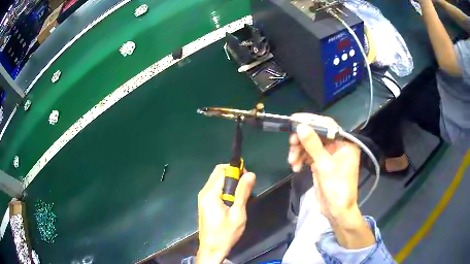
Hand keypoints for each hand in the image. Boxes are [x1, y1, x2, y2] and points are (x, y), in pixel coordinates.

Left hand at [196, 165, 255, 263]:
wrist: (212, 248)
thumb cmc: (225, 233)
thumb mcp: (237, 214)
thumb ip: (243, 193)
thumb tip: (250, 174)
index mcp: (210, 193)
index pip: (222, 170)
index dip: (236, 170)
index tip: (247, 178)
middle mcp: (204, 192)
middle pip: (218, 173)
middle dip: (234, 175)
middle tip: (246, 188)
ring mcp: (203, 198)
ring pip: (218, 181)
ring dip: (231, 184)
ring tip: (242, 196)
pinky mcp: (205, 203)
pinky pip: (216, 189)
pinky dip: (226, 190)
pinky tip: (234, 202)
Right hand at [288, 113, 374, 248]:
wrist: (336, 211)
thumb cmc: (337, 189)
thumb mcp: (325, 166)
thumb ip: (313, 145)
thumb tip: (300, 126)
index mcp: (345, 143)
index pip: (328, 125)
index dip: (311, 121)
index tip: (294, 120)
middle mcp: (338, 146)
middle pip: (316, 135)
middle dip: (302, 140)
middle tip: (291, 144)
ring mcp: (328, 155)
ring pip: (310, 145)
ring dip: (299, 151)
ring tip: (292, 163)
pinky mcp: (321, 164)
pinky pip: (308, 155)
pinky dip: (300, 159)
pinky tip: (295, 167)